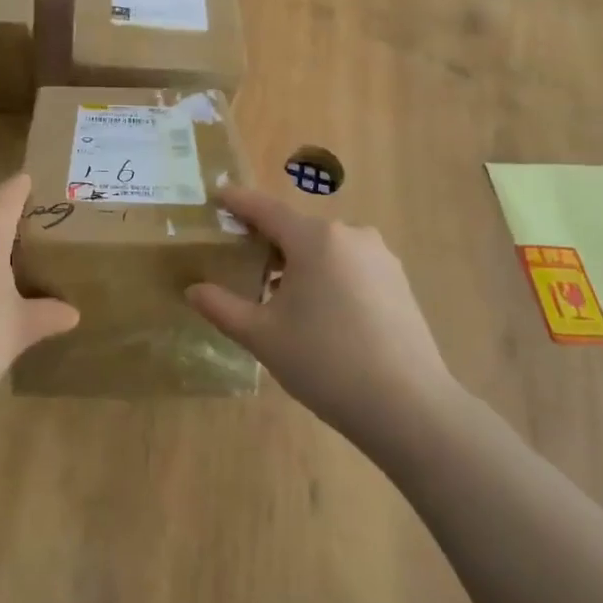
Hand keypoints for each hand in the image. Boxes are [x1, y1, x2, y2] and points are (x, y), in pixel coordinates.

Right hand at [187, 185, 456, 451]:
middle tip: (241, 262)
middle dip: (267, 241)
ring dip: (299, 261)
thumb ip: (222, 307)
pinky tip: (320, 311)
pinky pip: (350, 264)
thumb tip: (193, 290)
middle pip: (296, 229)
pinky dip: (326, 274)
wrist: (408, 407)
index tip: (217, 196)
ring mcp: (380, 256)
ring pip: (325, 247)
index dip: (238, 202)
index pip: (265, 209)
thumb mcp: (263, 336)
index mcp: (315, 239)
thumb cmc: (326, 363)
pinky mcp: (398, 281)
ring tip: (279, 295)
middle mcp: (350, 235)